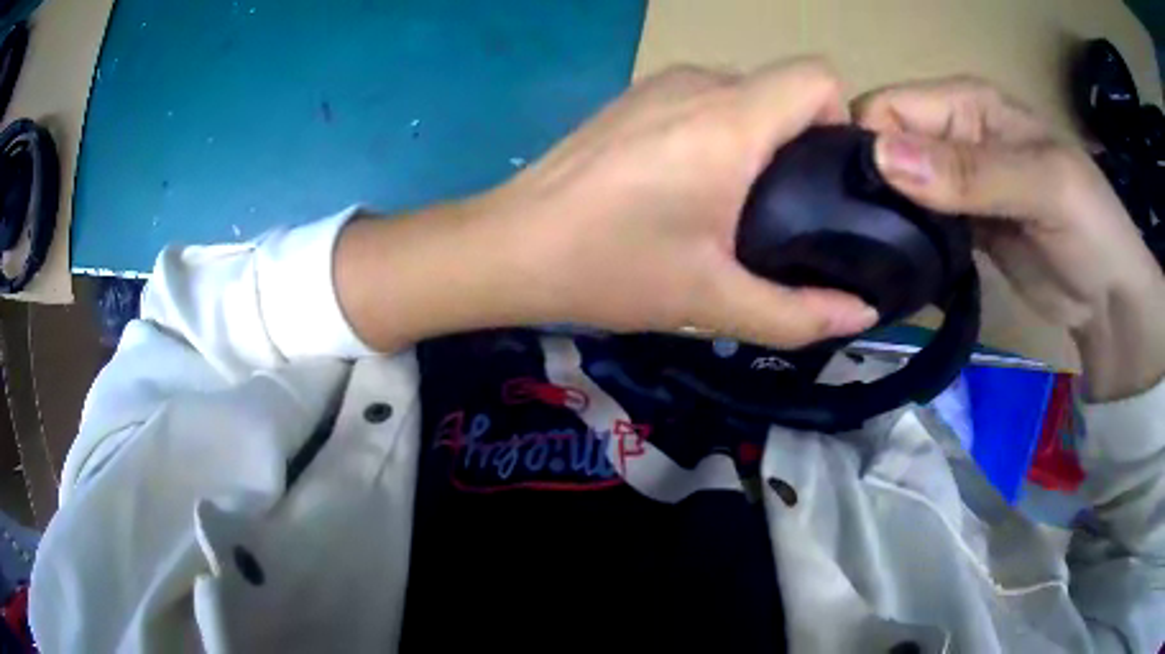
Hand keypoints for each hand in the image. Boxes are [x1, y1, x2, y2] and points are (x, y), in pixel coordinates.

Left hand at [500, 60, 876, 346]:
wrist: (510, 245)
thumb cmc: (610, 268)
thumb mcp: (712, 300)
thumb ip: (798, 314)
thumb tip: (863, 314)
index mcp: (729, 121)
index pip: (817, 78)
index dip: (839, 122)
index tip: (827, 180)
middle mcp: (699, 83)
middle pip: (785, 89)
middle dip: (803, 143)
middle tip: (789, 211)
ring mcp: (660, 83)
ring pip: (745, 94)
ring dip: (761, 140)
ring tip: (739, 205)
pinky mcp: (634, 96)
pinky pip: (705, 99)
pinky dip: (721, 132)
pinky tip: (692, 185)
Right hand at [852, 77, 1164, 398]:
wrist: (1109, 300)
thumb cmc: (1091, 230)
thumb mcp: (1044, 188)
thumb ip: (971, 172)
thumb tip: (882, 157)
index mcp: (968, 104)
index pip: (890, 108)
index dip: (866, 143)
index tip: (851, 198)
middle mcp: (955, 135)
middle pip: (886, 145)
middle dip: (868, 183)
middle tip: (857, 236)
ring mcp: (958, 184)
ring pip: (897, 187)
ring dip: (883, 216)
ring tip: (871, 254)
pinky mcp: (963, 226)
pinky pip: (918, 223)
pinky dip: (905, 240)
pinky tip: (897, 263)